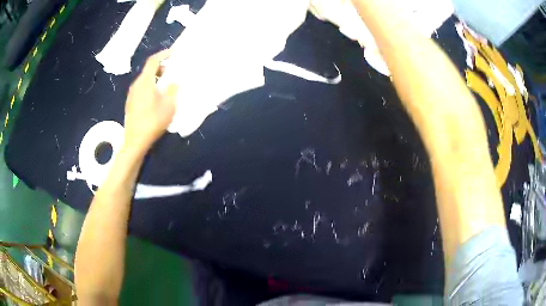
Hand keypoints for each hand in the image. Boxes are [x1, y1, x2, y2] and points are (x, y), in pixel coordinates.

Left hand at [123, 49, 176, 150]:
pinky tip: (156, 98)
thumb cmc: (153, 121)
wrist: (135, 141)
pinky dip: (150, 86)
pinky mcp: (130, 103)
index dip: (164, 54)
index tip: (174, 53)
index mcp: (145, 81)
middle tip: (172, 71)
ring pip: (144, 80)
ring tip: (166, 85)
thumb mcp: (169, 105)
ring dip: (156, 78)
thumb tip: (175, 81)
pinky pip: (141, 89)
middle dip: (161, 67)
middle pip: (148, 69)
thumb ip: (173, 89)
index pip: (153, 60)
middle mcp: (136, 85)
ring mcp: (131, 95)